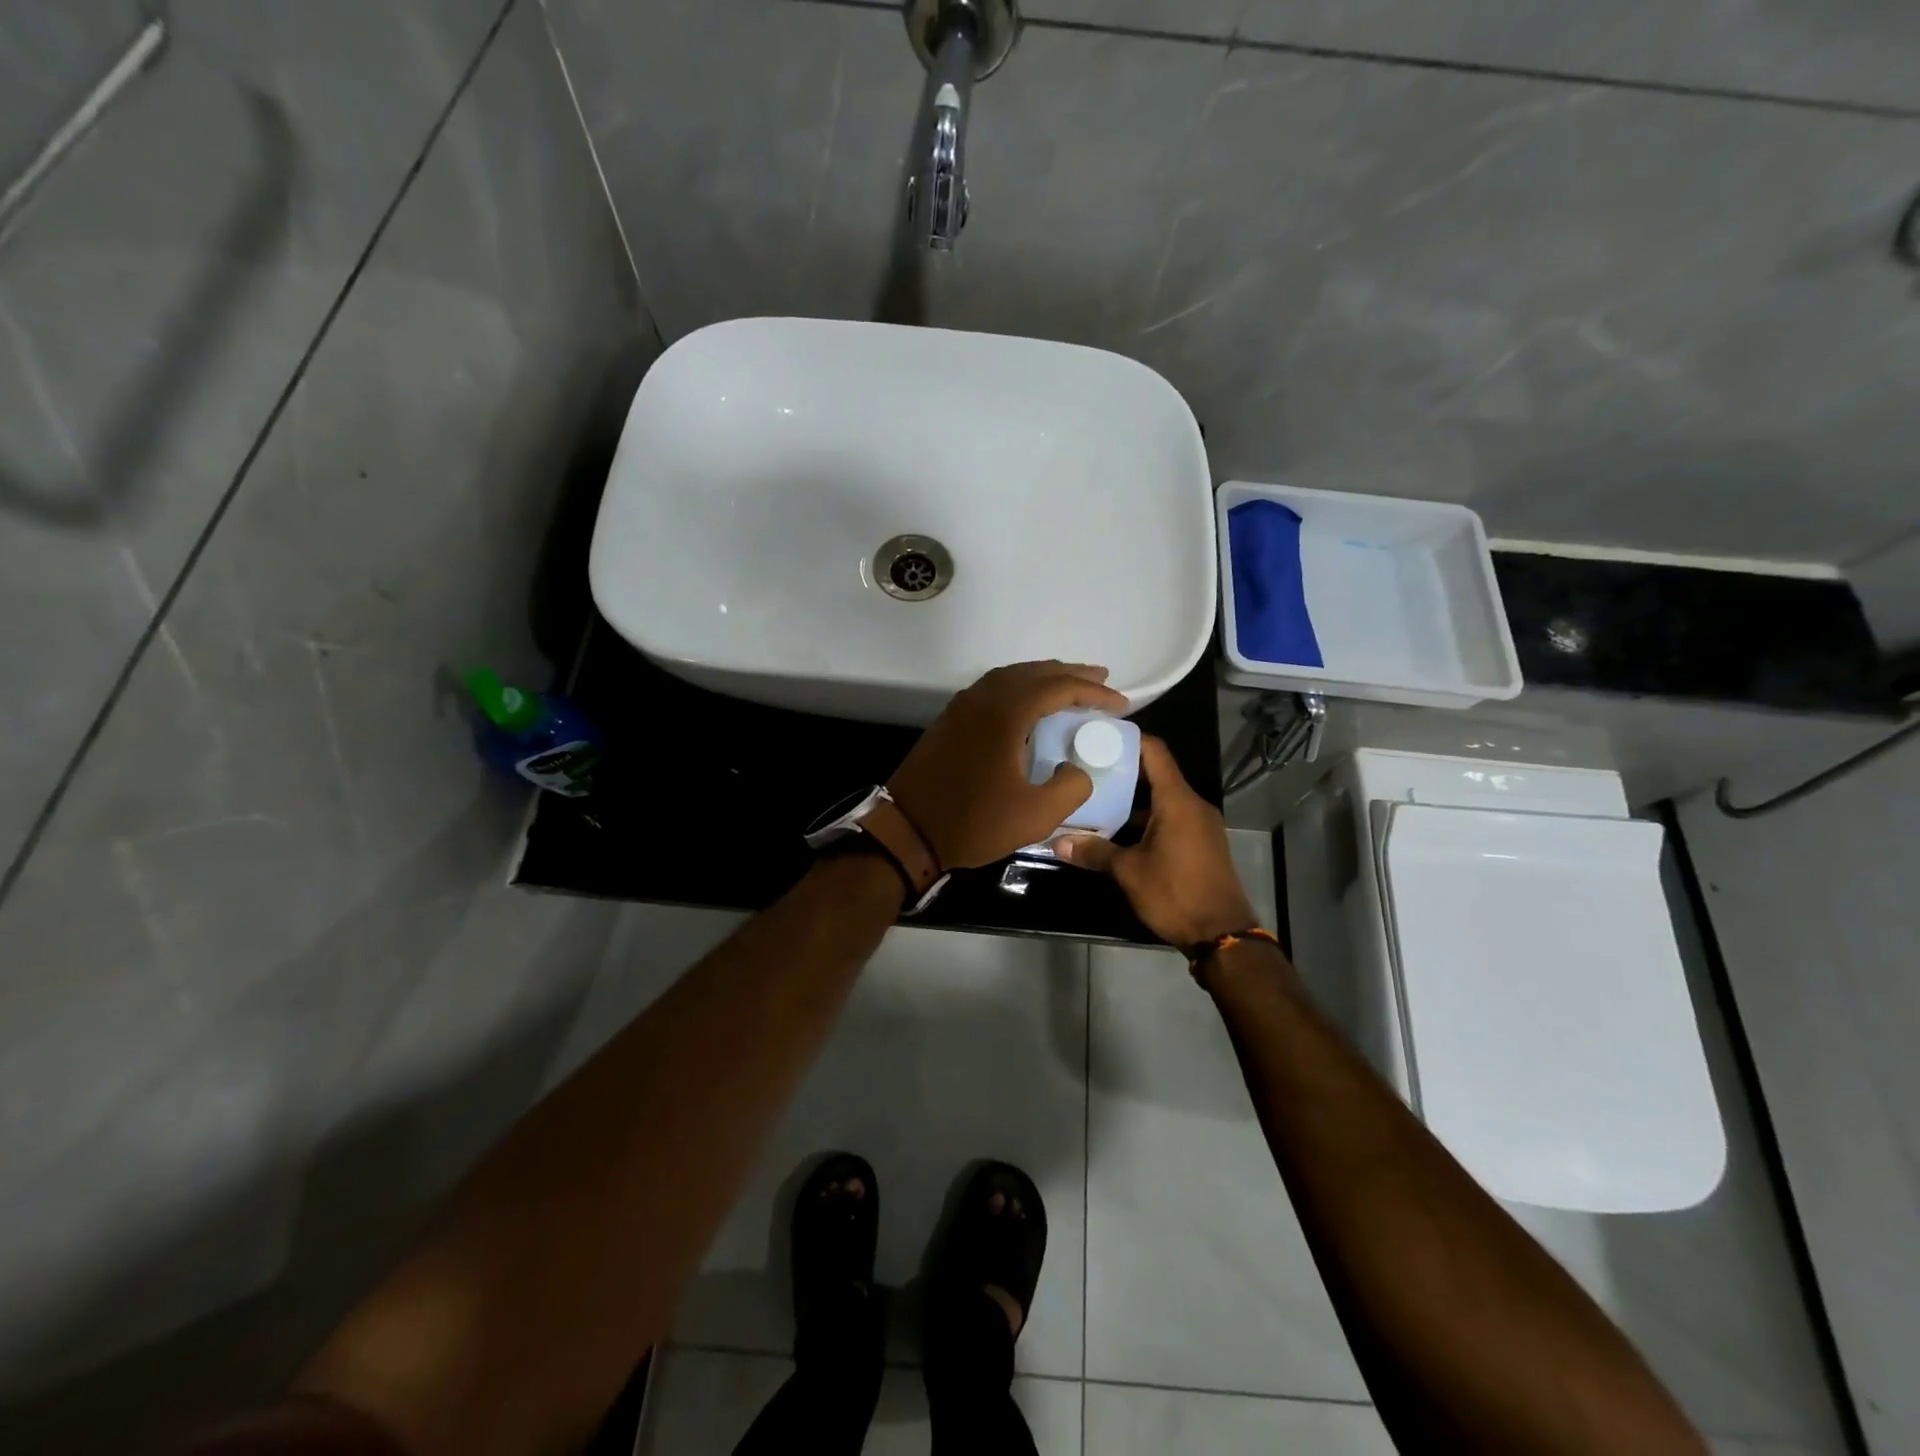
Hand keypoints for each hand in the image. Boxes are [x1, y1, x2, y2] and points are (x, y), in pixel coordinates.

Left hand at [889, 661, 1128, 870]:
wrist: (907, 831)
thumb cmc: (973, 822)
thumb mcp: (1035, 815)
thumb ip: (1071, 787)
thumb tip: (1077, 768)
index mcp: (1006, 713)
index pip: (1058, 687)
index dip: (1093, 692)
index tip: (1120, 703)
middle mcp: (983, 699)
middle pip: (1033, 672)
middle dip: (1070, 674)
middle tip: (1100, 680)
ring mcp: (961, 707)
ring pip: (1009, 677)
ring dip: (1042, 677)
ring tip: (1068, 686)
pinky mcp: (949, 721)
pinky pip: (991, 689)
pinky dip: (1018, 688)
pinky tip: (1027, 704)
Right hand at [1054, 736, 1257, 947]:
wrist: (1222, 935)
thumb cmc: (1175, 893)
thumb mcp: (1128, 872)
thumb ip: (1094, 852)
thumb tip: (1057, 842)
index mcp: (1177, 801)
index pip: (1154, 752)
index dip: (1127, 739)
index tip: (1097, 736)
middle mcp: (1193, 804)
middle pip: (1156, 773)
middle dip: (1121, 770)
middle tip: (1085, 768)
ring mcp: (1200, 824)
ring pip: (1162, 799)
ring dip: (1132, 798)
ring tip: (1095, 798)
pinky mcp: (1201, 842)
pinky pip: (1171, 817)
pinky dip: (1146, 817)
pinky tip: (1118, 830)